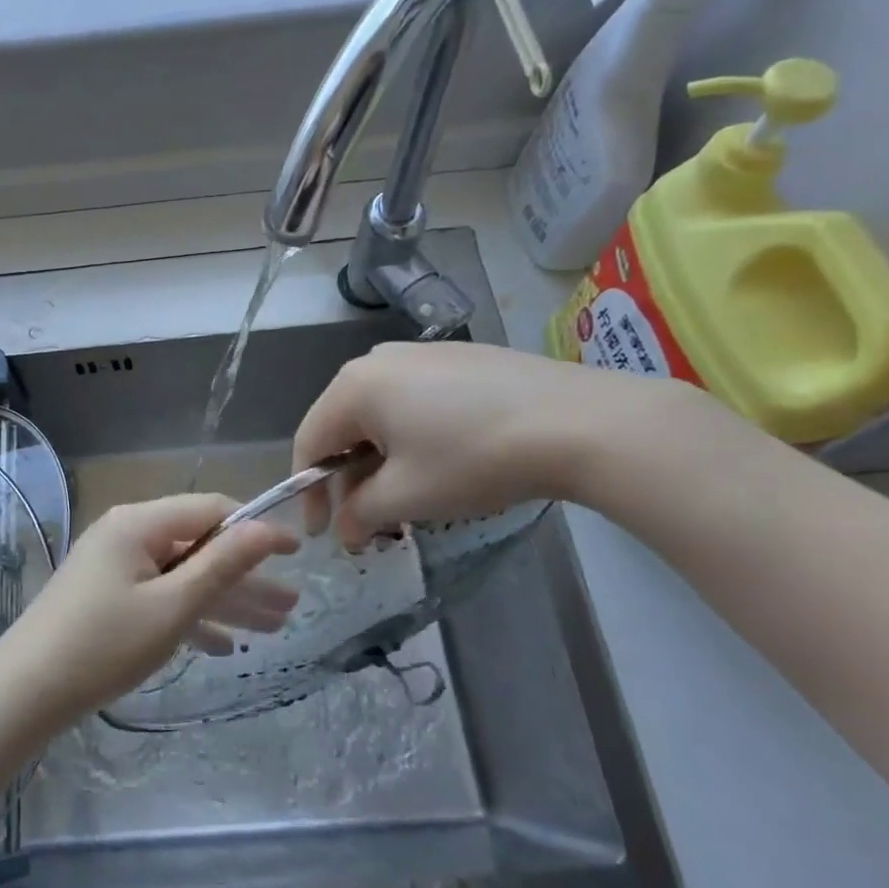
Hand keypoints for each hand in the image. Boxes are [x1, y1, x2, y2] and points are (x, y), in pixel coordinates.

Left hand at [0, 494, 299, 729]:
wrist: (25, 692)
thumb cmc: (105, 645)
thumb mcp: (173, 605)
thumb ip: (223, 564)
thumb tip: (267, 528)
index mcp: (139, 523)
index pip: (210, 509)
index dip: (255, 528)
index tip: (296, 552)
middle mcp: (127, 534)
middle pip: (198, 547)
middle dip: (245, 577)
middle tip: (291, 607)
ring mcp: (114, 566)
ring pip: (181, 576)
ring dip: (224, 601)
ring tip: (273, 628)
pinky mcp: (106, 596)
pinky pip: (158, 597)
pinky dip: (189, 616)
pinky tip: (223, 647)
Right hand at [293, 341, 661, 546]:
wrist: (580, 422)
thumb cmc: (474, 459)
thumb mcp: (408, 496)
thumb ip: (360, 513)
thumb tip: (344, 528)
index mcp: (353, 386)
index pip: (310, 442)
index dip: (308, 492)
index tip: (322, 534)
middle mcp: (377, 360)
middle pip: (343, 426)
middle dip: (348, 478)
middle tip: (368, 522)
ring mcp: (419, 354)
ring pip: (379, 414)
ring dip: (380, 461)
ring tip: (406, 498)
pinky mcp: (458, 358)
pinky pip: (412, 400)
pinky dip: (410, 437)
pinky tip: (441, 462)